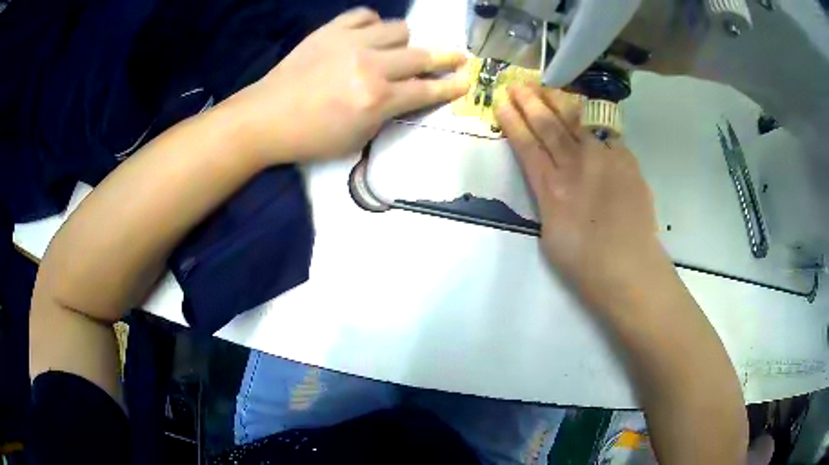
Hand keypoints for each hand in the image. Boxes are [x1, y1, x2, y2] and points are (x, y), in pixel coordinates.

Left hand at [230, 8, 468, 162]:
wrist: (265, 118)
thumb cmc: (310, 138)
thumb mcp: (356, 139)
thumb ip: (385, 114)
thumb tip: (401, 95)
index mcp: (377, 99)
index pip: (427, 90)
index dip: (451, 86)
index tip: (467, 80)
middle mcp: (371, 66)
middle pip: (421, 55)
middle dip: (445, 58)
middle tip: (454, 58)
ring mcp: (351, 42)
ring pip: (399, 28)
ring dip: (404, 42)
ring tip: (394, 51)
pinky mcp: (331, 30)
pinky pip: (365, 15)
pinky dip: (372, 24)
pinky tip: (367, 36)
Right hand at [495, 84, 671, 309]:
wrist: (629, 267)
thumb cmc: (585, 263)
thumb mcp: (551, 234)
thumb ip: (551, 200)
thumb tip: (556, 182)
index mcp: (551, 188)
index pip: (527, 146)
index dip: (513, 122)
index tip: (502, 102)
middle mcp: (575, 166)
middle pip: (549, 127)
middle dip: (531, 103)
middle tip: (518, 84)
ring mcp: (603, 160)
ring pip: (576, 123)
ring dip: (558, 103)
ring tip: (545, 87)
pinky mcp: (626, 160)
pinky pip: (607, 134)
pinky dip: (593, 122)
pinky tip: (585, 112)